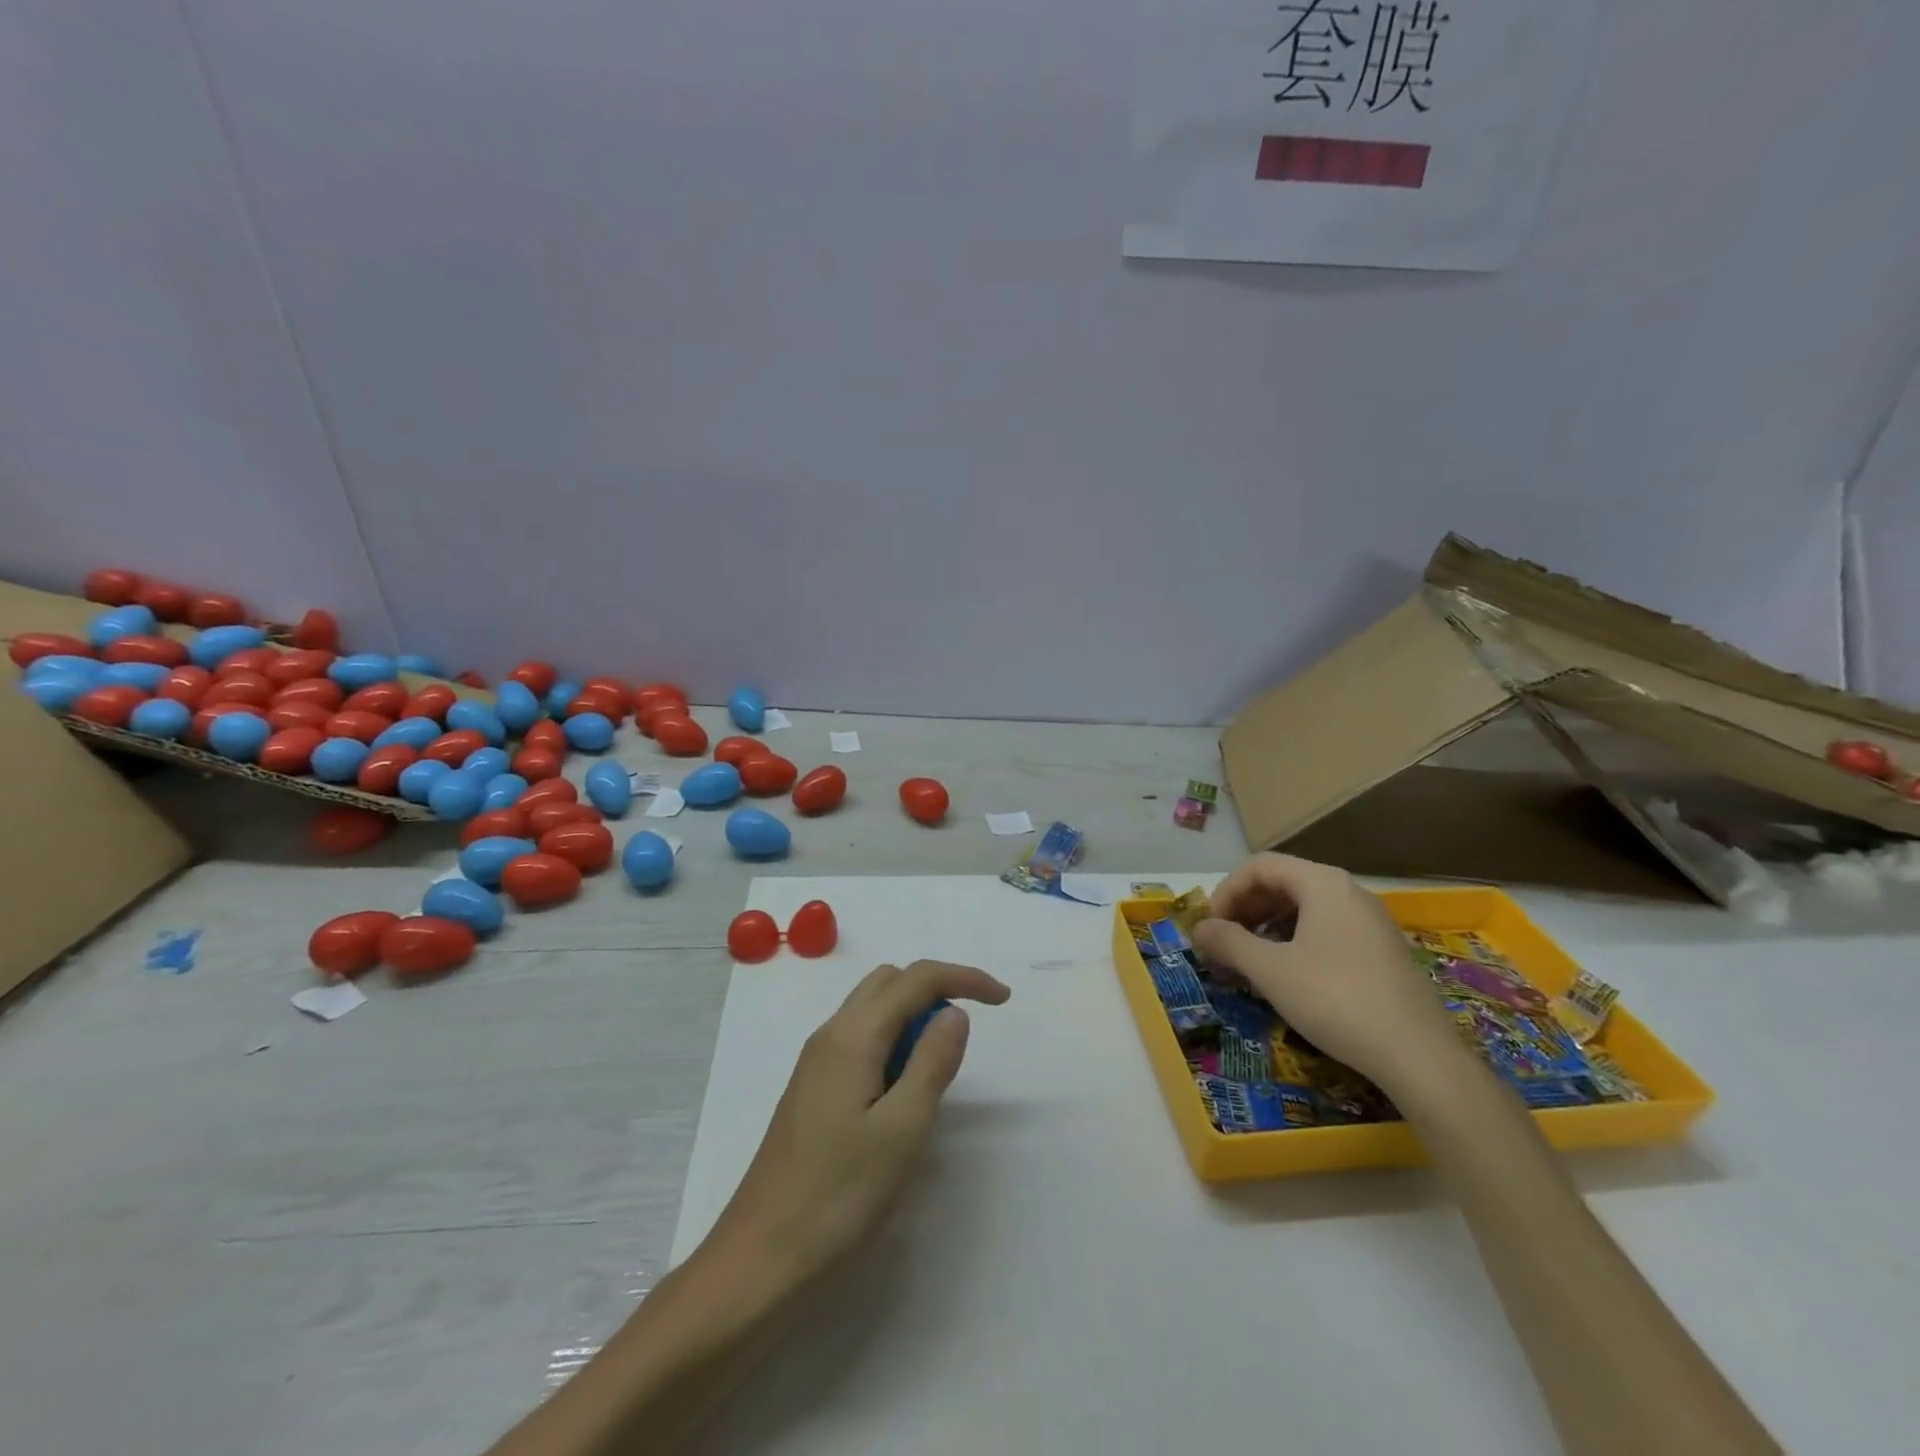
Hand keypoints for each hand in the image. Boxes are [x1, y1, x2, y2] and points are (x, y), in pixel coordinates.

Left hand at [709, 960, 1010, 1289]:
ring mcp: (816, 1062)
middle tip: (965, 1038)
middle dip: (935, 991)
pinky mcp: (812, 1089)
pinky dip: (891, 1044)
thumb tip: (953, 1012)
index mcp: (853, 1036)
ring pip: (872, 1010)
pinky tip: (900, 1093)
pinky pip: (859, 1040)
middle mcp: (830, 1035)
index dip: (964, 978)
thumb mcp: (902, 1130)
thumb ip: (932, 1062)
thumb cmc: (837, 1198)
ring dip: (912, 1019)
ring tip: (936, 1070)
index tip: (1003, 1000)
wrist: (759, 1261)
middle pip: (889, 983)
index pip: (915, 978)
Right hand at [1192, 854, 1460, 1095]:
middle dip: (1246, 910)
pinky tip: (1287, 975)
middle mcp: (1349, 892)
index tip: (1209, 926)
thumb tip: (1199, 929)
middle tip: (1223, 943)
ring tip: (1249, 960)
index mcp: (1323, 884)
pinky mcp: (1383, 952)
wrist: (1419, 1056)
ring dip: (1268, 928)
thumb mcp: (1270, 970)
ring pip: (1305, 909)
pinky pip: (1327, 931)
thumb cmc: (1335, 999)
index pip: (1260, 867)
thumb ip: (1228, 942)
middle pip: (1284, 884)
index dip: (1226, 891)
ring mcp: (1371, 922)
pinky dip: (1296, 942)